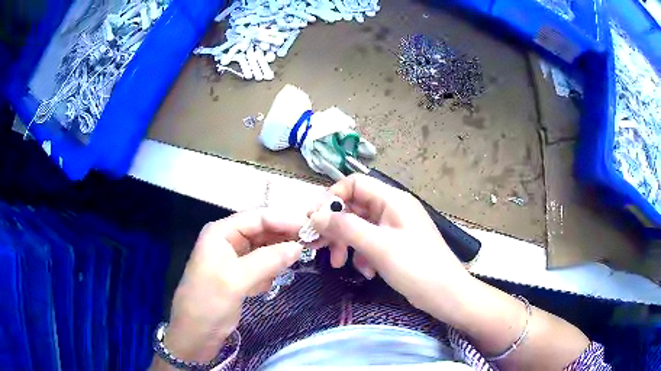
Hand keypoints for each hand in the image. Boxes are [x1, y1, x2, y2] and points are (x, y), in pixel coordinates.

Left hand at [159, 209, 304, 364]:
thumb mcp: (236, 279)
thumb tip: (298, 247)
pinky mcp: (239, 277)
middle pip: (263, 232)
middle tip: (311, 245)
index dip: (284, 220)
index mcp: (221, 233)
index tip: (312, 227)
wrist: (194, 336)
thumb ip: (268, 260)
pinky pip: (261, 268)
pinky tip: (261, 288)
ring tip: (281, 271)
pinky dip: (267, 275)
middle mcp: (227, 241)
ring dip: (275, 259)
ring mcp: (233, 260)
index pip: (258, 218)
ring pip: (264, 251)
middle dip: (283, 239)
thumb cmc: (208, 303)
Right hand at [309, 174, 472, 321]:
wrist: (446, 294)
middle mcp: (392, 209)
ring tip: (339, 264)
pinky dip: (362, 255)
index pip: (354, 184)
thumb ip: (345, 227)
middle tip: (317, 245)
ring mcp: (394, 228)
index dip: (332, 197)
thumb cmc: (416, 267)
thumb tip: (315, 215)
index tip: (314, 219)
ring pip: (359, 227)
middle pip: (354, 207)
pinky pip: (369, 242)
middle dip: (335, 227)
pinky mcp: (394, 245)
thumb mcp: (378, 246)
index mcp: (392, 200)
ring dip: (346, 244)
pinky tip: (365, 272)